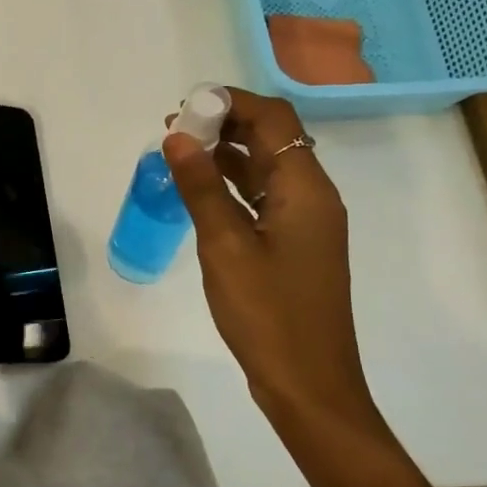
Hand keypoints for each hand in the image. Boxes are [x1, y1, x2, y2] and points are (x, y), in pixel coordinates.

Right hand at [162, 88, 378, 433]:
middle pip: (272, 139)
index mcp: (306, 188)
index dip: (232, 103)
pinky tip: (198, 190)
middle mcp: (312, 196)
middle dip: (225, 125)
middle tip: (173, 129)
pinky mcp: (294, 245)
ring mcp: (305, 223)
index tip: (186, 107)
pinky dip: (231, 185)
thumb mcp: (225, 246)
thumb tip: (177, 136)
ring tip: (177, 151)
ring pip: (265, 169)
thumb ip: (201, 187)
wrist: (307, 383)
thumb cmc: (268, 314)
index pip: (274, 119)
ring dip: (225, 154)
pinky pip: (262, 198)